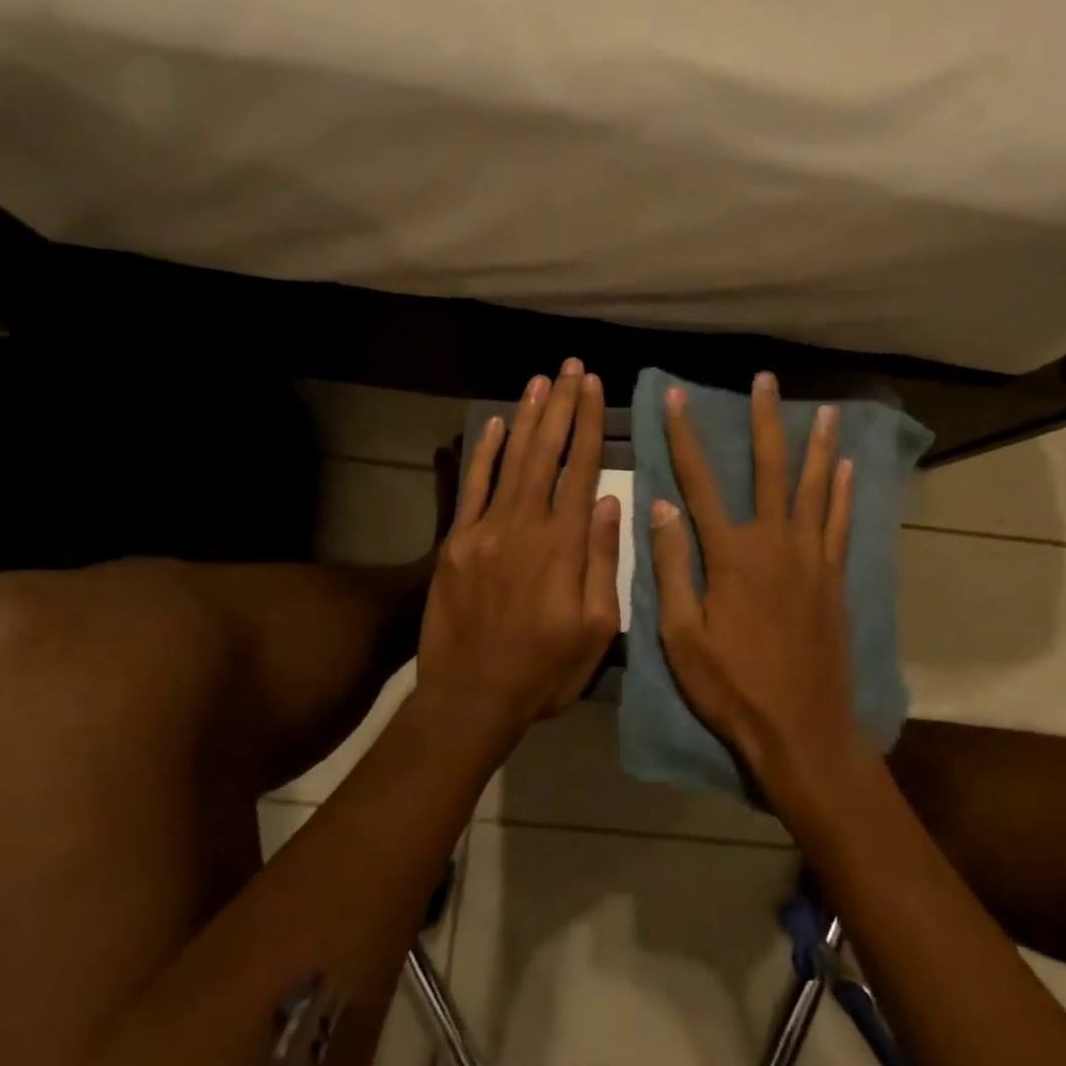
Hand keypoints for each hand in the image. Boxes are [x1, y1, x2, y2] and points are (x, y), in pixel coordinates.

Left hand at [415, 358, 621, 747]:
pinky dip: (483, 453)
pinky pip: (472, 488)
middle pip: (545, 452)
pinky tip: (494, 424)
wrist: (470, 698)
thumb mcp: (595, 629)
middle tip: (571, 367)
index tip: (595, 387)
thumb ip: (603, 562)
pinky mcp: (455, 543)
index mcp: (563, 545)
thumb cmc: (544, 670)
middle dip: (561, 405)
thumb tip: (610, 502)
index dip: (589, 424)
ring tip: (541, 381)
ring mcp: (484, 530)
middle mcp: (524, 525)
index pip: (581, 469)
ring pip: (510, 460)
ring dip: (527, 417)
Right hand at [650, 372, 863, 795]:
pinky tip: (847, 468)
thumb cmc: (732, 687)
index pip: (700, 481)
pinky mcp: (834, 578)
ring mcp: (811, 558)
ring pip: (814, 488)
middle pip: (769, 469)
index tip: (677, 398)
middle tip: (766, 381)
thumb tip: (661, 507)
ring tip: (824, 410)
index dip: (685, 436)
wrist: (802, 730)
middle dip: (765, 421)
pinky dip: (843, 493)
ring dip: (817, 445)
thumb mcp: (681, 636)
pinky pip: (840, 523)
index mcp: (731, 555)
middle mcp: (775, 542)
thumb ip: (672, 568)